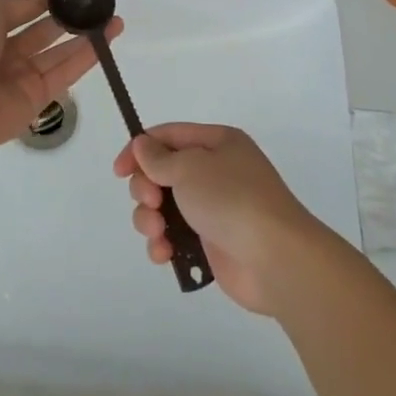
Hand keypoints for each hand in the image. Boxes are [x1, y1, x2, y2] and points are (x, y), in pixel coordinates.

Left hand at [0, 0, 121, 152]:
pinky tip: (106, 43)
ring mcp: (23, 76)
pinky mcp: (38, 98)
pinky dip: (86, 59)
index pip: (27, 8)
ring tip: (114, 21)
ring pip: (61, 53)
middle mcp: (8, 51)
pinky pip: (65, 74)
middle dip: (73, 18)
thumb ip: (18, 2)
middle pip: (47, 31)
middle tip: (101, 5)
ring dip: (87, 37)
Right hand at [111, 123, 322, 314]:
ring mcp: (214, 209)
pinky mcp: (212, 243)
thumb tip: (142, 145)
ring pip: (165, 207)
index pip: (169, 136)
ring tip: (157, 232)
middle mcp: (216, 172)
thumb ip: (159, 158)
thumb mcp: (190, 167)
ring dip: (151, 219)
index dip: (139, 149)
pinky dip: (164, 244)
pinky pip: (176, 237)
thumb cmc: (232, 199)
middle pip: (163, 173)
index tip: (118, 171)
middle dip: (146, 188)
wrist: (276, 259)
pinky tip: (164, 254)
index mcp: (217, 144)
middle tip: (151, 202)